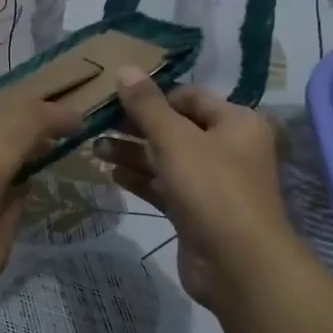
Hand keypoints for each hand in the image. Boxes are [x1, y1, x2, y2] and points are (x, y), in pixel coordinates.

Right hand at [94, 71, 297, 308]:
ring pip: (167, 160)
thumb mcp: (176, 139)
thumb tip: (125, 68)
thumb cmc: (212, 188)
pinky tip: (111, 176)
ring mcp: (212, 184)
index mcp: (236, 123)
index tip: (116, 99)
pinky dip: (141, 180)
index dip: (155, 96)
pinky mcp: (196, 213)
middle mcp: (229, 149)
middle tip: (97, 124)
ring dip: (133, 154)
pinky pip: (165, 188)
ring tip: (94, 149)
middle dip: (137, 127)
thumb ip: (147, 105)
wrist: (238, 264)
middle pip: (176, 129)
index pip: (191, 97)